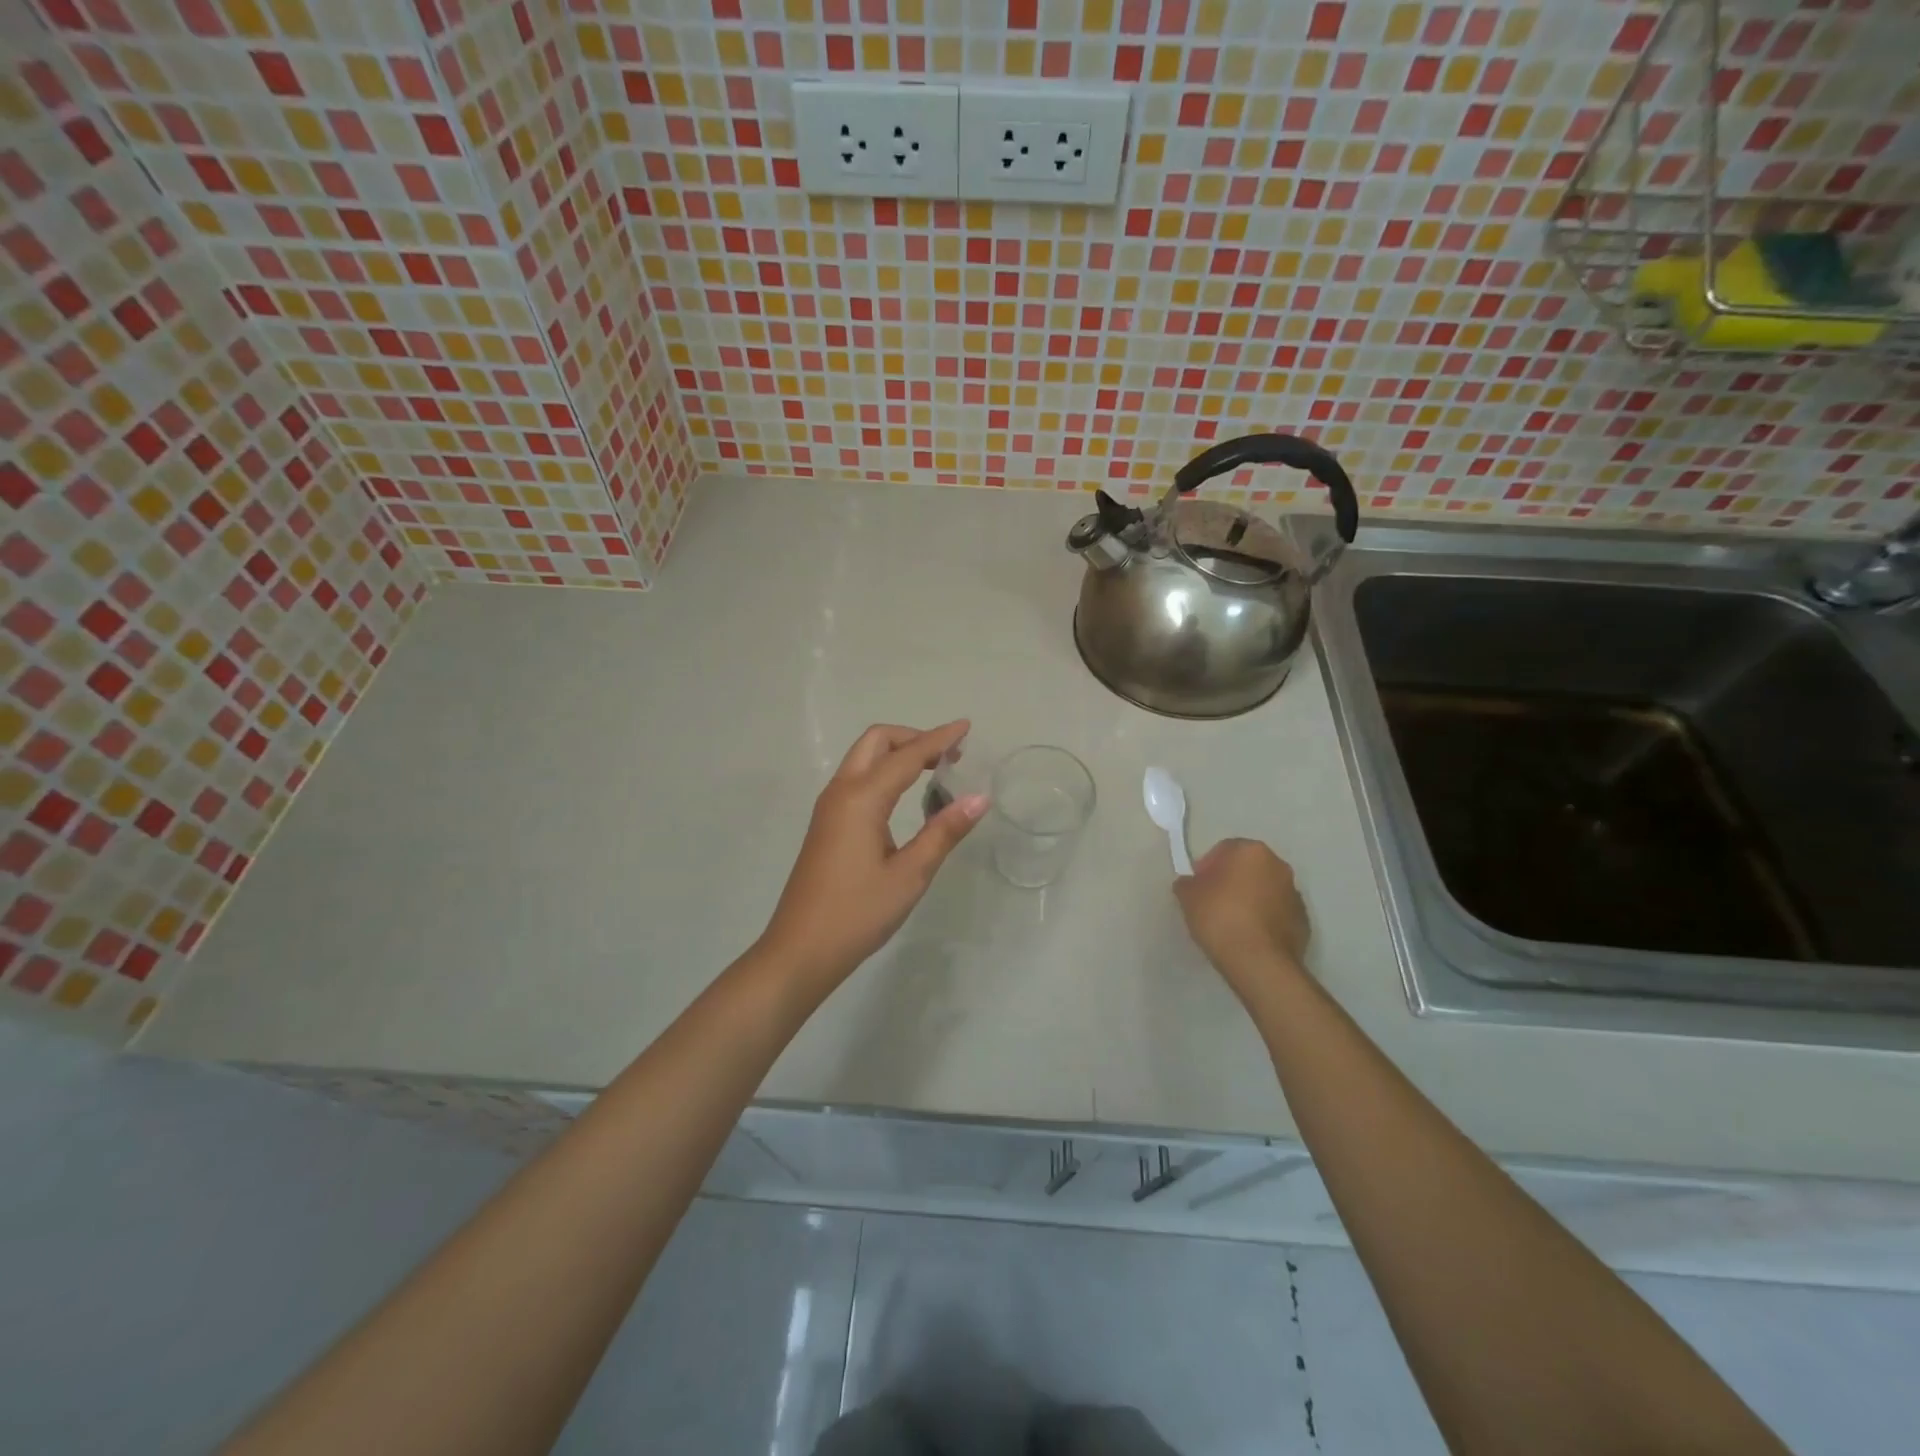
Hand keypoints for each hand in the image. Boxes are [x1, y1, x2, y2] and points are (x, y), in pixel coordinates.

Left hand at [757, 721, 987, 988]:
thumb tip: (979, 798)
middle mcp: (841, 792)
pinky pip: (857, 779)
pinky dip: (884, 772)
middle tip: (949, 755)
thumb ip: (944, 832)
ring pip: (863, 758)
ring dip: (897, 753)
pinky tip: (904, 797)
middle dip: (913, 737)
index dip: (939, 739)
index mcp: (861, 799)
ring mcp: (829, 807)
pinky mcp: (826, 824)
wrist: (800, 950)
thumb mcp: (910, 875)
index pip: (907, 755)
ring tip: (934, 771)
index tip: (966, 727)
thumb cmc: (857, 914)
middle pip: (876, 742)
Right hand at [1173, 839, 1311, 1008]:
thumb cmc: (1220, 917)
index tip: (1198, 886)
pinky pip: (1277, 912)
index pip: (1224, 849)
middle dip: (1231, 879)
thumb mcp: (1188, 896)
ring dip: (1250, 898)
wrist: (1259, 961)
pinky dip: (1264, 918)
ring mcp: (1294, 893)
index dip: (1207, 866)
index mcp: (1251, 852)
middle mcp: (1278, 865)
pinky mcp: (1303, 920)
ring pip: (1265, 889)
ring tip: (1232, 922)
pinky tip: (1249, 936)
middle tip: (1213, 901)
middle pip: (1248, 867)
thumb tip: (1191, 884)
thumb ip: (1187, 883)